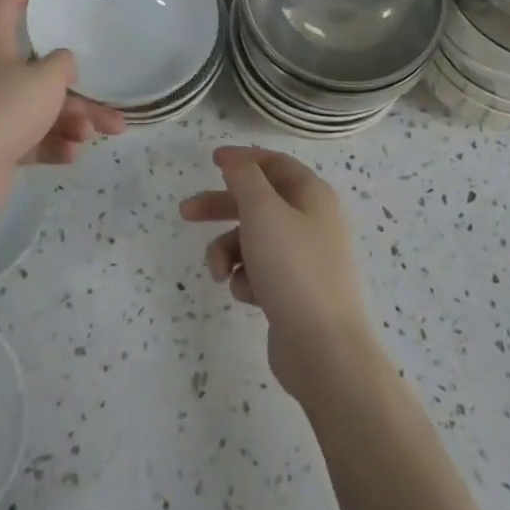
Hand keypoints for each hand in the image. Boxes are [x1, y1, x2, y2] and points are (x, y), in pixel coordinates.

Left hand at [0, 0, 124, 209]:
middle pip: (39, 67)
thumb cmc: (4, 112)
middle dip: (77, 84)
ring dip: (75, 119)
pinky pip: (36, 139)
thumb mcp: (46, 80)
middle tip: (107, 93)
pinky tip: (74, 153)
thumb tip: (64, 62)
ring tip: (101, 133)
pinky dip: (56, 144)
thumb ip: (62, 64)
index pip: (3, 3)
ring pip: (43, 107)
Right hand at [180, 146, 376, 397]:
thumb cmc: (293, 268)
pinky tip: (246, 295)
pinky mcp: (294, 292)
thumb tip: (236, 161)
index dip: (243, 159)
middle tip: (186, 212)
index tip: (212, 160)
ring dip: (228, 251)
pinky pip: (260, 272)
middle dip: (221, 207)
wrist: (323, 351)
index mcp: (312, 195)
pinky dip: (245, 279)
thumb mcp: (263, 211)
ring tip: (218, 273)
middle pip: (258, 202)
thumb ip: (244, 178)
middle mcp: (311, 221)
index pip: (274, 163)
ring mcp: (304, 259)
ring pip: (253, 240)